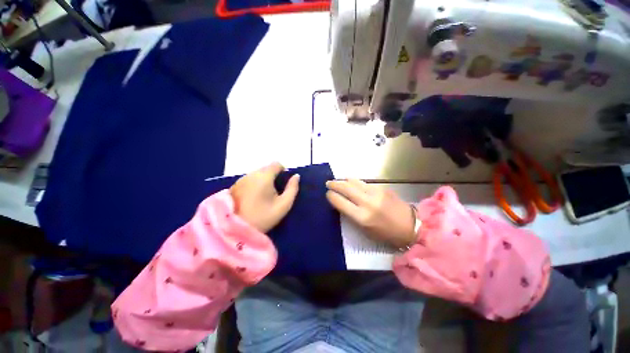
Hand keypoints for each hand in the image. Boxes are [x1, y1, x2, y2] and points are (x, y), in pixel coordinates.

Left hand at [230, 162, 299, 232]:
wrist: (235, 229)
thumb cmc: (263, 217)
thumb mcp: (283, 205)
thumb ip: (292, 189)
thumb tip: (296, 176)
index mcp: (264, 177)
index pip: (276, 164)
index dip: (283, 170)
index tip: (284, 181)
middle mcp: (252, 174)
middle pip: (266, 168)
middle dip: (273, 176)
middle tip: (275, 191)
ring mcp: (241, 179)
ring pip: (257, 173)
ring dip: (263, 179)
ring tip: (265, 195)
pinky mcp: (234, 185)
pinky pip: (249, 179)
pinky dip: (254, 183)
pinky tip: (254, 197)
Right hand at [326, 179, 415, 247]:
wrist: (410, 226)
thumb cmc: (385, 234)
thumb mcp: (365, 230)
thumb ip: (351, 215)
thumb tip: (341, 203)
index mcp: (362, 217)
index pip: (340, 202)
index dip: (331, 196)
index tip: (327, 194)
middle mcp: (367, 202)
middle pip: (346, 188)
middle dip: (334, 184)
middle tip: (328, 183)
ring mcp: (375, 193)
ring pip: (354, 182)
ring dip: (343, 180)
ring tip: (337, 181)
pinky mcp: (382, 188)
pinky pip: (363, 183)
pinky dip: (354, 182)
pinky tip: (351, 182)